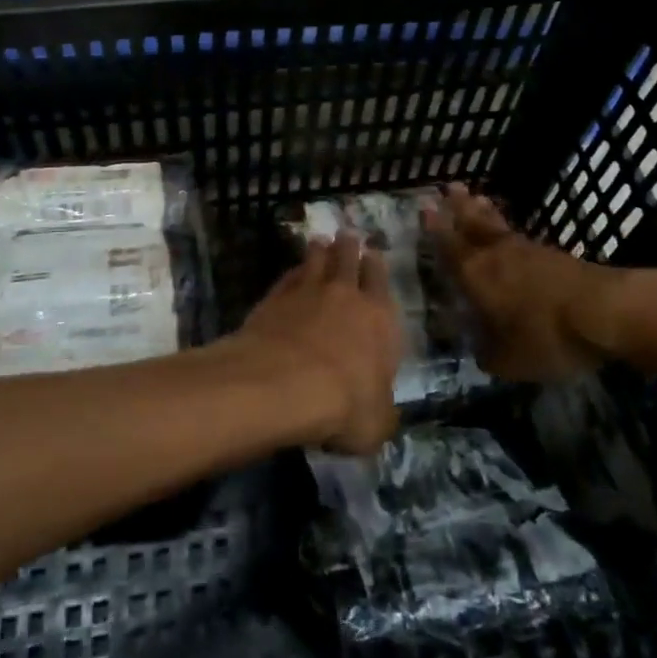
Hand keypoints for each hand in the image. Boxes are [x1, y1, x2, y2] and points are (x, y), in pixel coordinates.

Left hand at [236, 233, 401, 453]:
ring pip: (316, 261)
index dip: (376, 266)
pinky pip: (288, 278)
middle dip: (349, 247)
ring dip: (319, 251)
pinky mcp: (274, 299)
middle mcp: (346, 296)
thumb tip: (380, 409)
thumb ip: (381, 408)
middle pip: (348, 260)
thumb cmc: (346, 404)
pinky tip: (292, 272)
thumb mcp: (377, 422)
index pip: (381, 282)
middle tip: (347, 235)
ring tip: (319, 241)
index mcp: (379, 318)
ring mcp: (307, 292)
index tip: (373, 253)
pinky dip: (292, 272)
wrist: (285, 383)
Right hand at [427, 183, 623, 381]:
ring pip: (497, 226)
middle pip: (472, 224)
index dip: (435, 229)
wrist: (603, 312)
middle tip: (448, 187)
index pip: (448, 247)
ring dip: (483, 211)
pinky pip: (520, 235)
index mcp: (475, 275)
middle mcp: (495, 255)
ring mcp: (527, 251)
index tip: (424, 208)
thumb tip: (479, 349)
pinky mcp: (554, 255)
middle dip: (458, 207)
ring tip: (476, 197)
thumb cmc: (545, 335)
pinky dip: (509, 228)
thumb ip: (487, 353)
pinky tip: (511, 232)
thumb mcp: (507, 360)